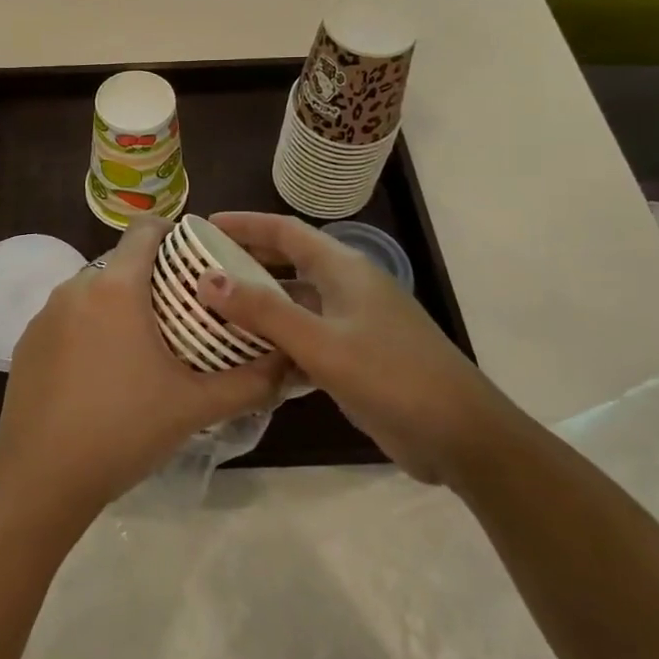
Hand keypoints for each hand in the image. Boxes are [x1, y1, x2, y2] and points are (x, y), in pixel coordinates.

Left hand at [0, 217, 287, 521]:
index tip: (196, 259)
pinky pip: (69, 318)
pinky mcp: (28, 341)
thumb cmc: (123, 429)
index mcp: (116, 287)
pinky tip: (104, 373)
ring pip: (94, 291)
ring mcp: (46, 314)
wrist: (41, 477)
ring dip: (121, 305)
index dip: (174, 233)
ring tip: (146, 345)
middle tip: (184, 313)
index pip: (145, 229)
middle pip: (121, 262)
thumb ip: (249, 382)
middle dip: (153, 278)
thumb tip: (289, 364)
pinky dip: (91, 329)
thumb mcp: (195, 406)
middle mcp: (76, 287)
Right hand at [200, 212, 508, 487]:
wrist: (460, 435)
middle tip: (199, 272)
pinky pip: (305, 339)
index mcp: (343, 269)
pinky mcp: (354, 358)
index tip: (203, 226)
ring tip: (212, 315)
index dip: (244, 224)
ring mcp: (353, 324)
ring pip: (295, 305)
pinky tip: (246, 361)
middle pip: (288, 263)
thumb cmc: (392, 375)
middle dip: (245, 263)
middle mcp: (347, 288)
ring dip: (258, 307)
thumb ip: (265, 311)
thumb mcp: (322, 342)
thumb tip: (207, 280)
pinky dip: (276, 344)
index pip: (285, 231)